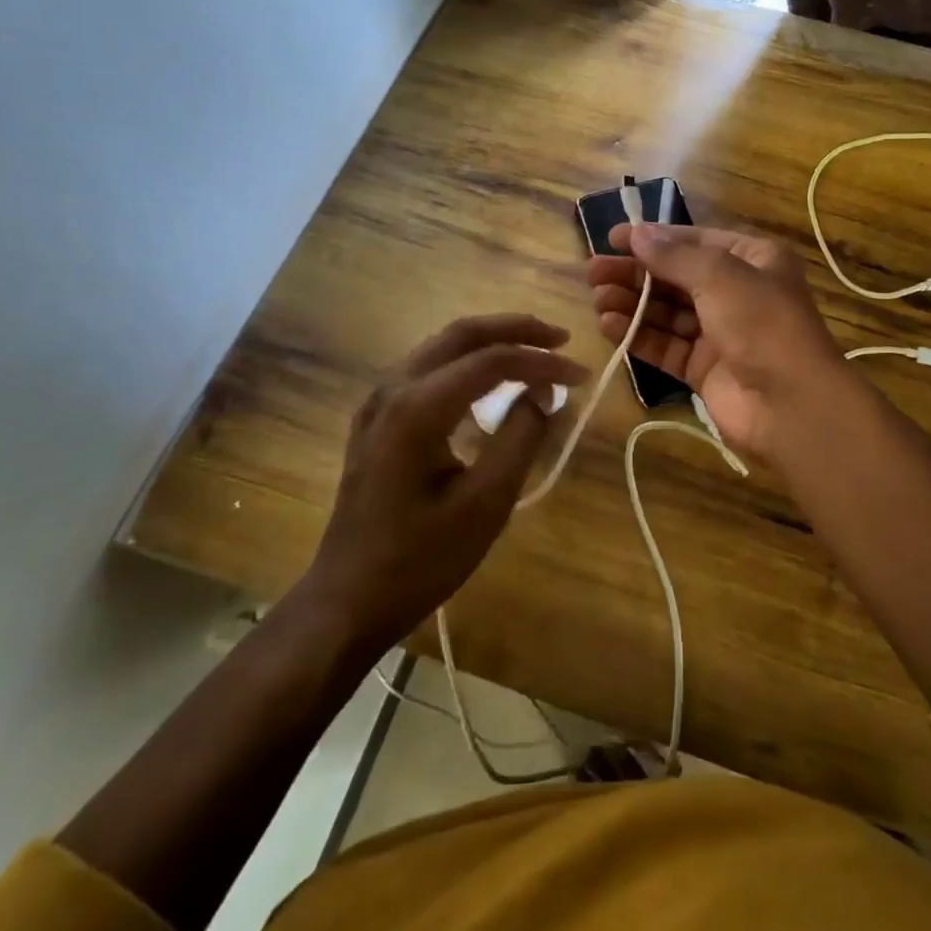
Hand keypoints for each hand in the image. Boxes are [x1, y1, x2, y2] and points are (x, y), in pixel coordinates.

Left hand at [300, 315, 587, 648]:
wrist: (347, 600)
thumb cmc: (419, 560)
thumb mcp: (485, 504)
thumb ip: (521, 438)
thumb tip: (545, 394)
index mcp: (418, 408)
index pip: (492, 361)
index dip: (542, 361)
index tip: (582, 374)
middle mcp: (393, 389)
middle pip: (461, 334)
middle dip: (516, 329)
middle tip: (561, 340)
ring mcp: (378, 402)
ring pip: (442, 345)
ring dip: (491, 341)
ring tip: (535, 352)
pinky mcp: (377, 418)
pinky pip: (428, 368)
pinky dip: (467, 361)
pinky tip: (491, 382)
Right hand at [586, 223, 849, 460]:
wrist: (790, 404)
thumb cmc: (761, 323)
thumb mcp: (720, 275)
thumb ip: (675, 256)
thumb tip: (638, 234)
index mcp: (753, 260)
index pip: (695, 241)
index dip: (654, 238)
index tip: (612, 238)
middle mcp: (737, 292)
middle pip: (676, 277)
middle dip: (635, 273)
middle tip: (593, 271)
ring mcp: (720, 333)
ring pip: (667, 312)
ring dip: (632, 303)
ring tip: (597, 297)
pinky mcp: (703, 368)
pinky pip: (665, 345)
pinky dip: (638, 335)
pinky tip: (609, 325)